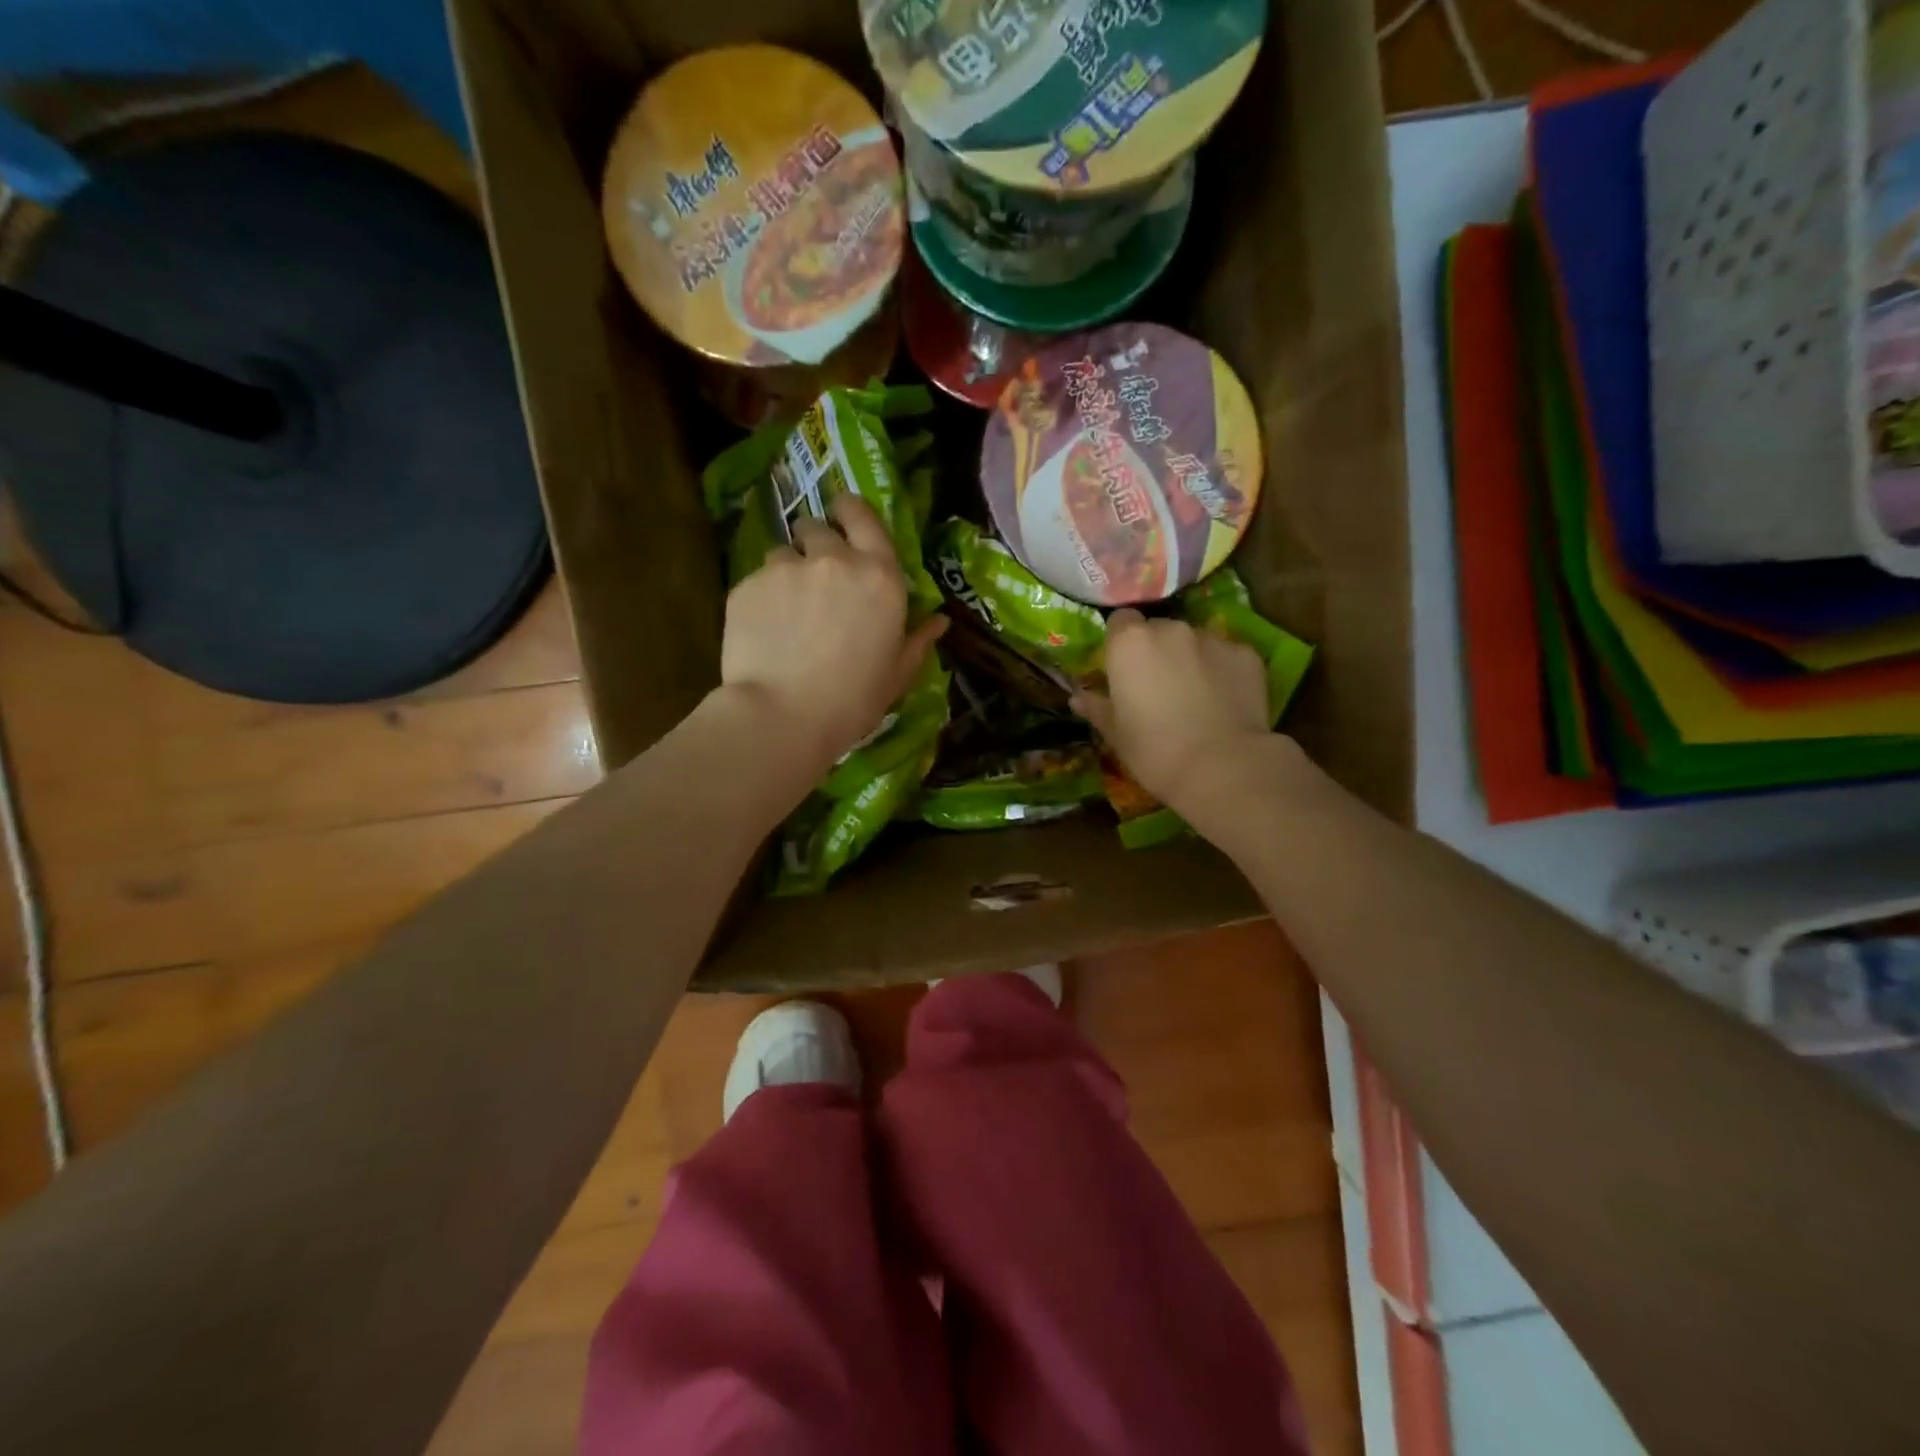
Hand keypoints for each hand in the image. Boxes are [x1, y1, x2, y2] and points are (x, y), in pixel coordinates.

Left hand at [721, 492, 944, 774]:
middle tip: (814, 576)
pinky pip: (756, 579)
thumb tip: (939, 621)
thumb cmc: (853, 699)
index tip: (842, 513)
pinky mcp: (747, 585)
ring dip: (786, 571)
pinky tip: (763, 630)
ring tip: (785, 609)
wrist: (784, 714)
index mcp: (879, 576)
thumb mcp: (896, 674)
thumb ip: (917, 641)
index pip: (863, 516)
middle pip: (816, 527)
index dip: (850, 509)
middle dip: (815, 541)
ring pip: (782, 552)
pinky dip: (761, 597)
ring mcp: (786, 568)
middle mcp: (833, 560)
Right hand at [1073, 609, 1270, 817]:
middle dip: (1157, 651)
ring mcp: (1212, 639)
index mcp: (1130, 644)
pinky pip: (1226, 656)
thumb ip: (1097, 708)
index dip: (1121, 643)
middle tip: (1158, 686)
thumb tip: (1078, 698)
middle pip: (1159, 629)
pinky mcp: (1247, 654)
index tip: (1123, 669)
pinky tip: (1224, 701)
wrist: (1222, 767)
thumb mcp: (1116, 734)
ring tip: (1195, 696)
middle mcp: (1170, 629)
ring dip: (1190, 659)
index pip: (1121, 621)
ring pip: (1194, 641)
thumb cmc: (1154, 751)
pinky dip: (1223, 671)